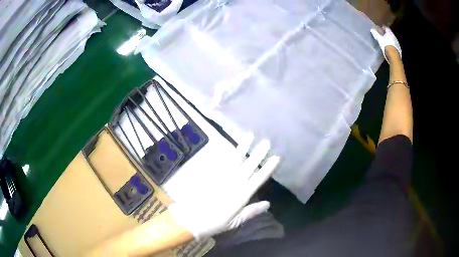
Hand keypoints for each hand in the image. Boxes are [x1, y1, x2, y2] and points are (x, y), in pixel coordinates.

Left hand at [169, 134, 280, 239]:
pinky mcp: (210, 175)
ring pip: (234, 160)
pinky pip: (220, 162)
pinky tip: (231, 146)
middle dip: (258, 154)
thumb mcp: (235, 222)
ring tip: (249, 136)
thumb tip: (268, 203)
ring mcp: (220, 177)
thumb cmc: (214, 223)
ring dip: (243, 148)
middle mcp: (232, 183)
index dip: (268, 168)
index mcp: (241, 196)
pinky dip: (226, 153)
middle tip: (266, 142)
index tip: (276, 157)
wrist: (189, 219)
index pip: (258, 179)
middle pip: (248, 166)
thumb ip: (251, 212)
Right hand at [370, 26, 401, 62]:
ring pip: (392, 39)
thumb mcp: (379, 39)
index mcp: (390, 33)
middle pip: (389, 33)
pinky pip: (394, 45)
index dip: (382, 27)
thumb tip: (372, 29)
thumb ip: (376, 34)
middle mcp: (394, 37)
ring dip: (389, 39)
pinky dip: (391, 44)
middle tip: (381, 35)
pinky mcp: (398, 49)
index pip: (386, 28)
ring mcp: (397, 43)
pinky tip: (389, 47)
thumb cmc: (386, 46)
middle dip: (386, 34)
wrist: (394, 57)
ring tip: (385, 41)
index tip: (379, 28)